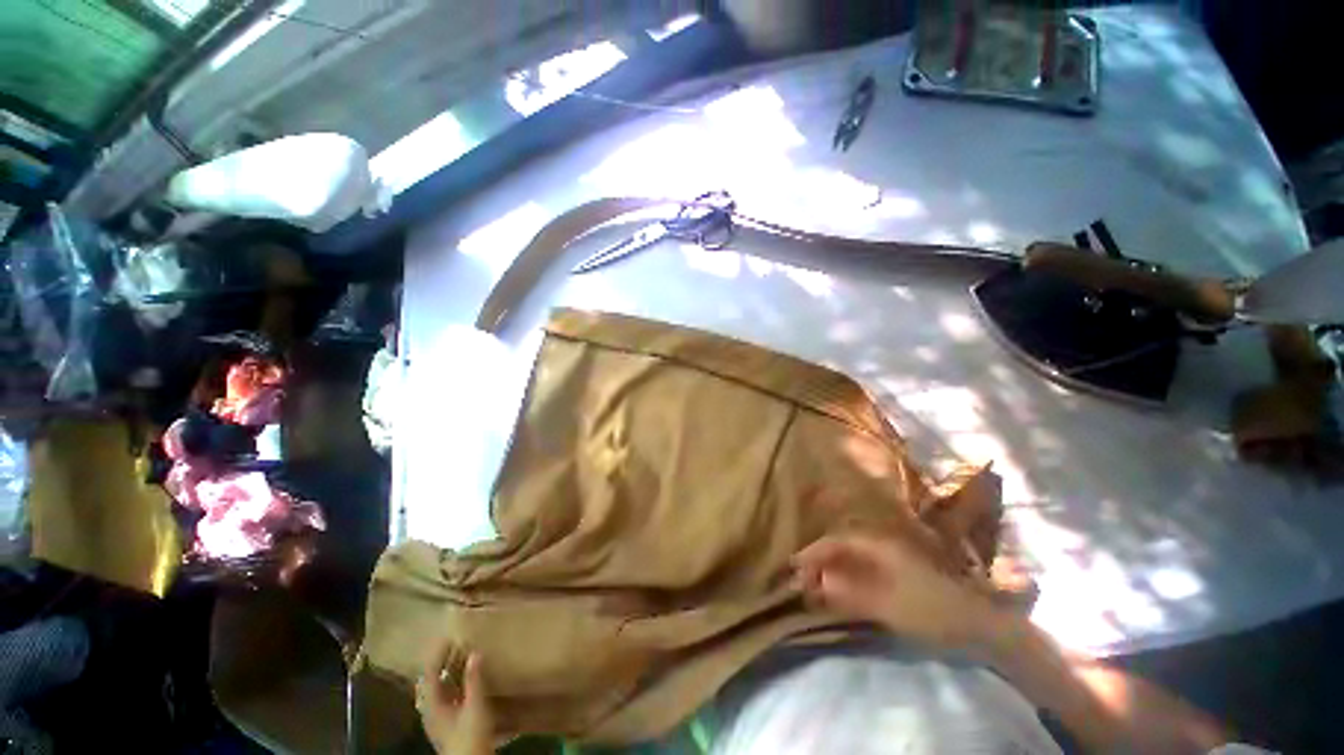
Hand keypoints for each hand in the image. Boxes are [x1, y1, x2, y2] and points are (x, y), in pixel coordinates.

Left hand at [418, 645, 493, 754]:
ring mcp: (437, 716)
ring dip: (445, 670)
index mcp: (432, 704)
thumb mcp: (475, 706)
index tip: (447, 635)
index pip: (429, 673)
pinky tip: (462, 677)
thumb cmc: (470, 735)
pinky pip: (444, 693)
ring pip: (436, 687)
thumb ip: (474, 680)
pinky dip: (451, 680)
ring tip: (458, 654)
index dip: (437, 654)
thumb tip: (475, 652)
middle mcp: (430, 708)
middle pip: (430, 680)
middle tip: (452, 641)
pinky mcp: (446, 720)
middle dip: (438, 661)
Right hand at [792, 532, 998, 648]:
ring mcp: (891, 559)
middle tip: (802, 578)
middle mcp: (882, 545)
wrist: (977, 624)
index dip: (813, 553)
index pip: (836, 542)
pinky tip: (840, 589)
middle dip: (819, 560)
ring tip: (815, 584)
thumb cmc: (931, 611)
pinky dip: (846, 577)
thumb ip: (850, 593)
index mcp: (879, 545)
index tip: (794, 567)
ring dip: (831, 568)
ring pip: (851, 557)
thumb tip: (817, 583)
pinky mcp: (898, 574)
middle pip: (842, 547)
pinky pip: (862, 569)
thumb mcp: (888, 605)